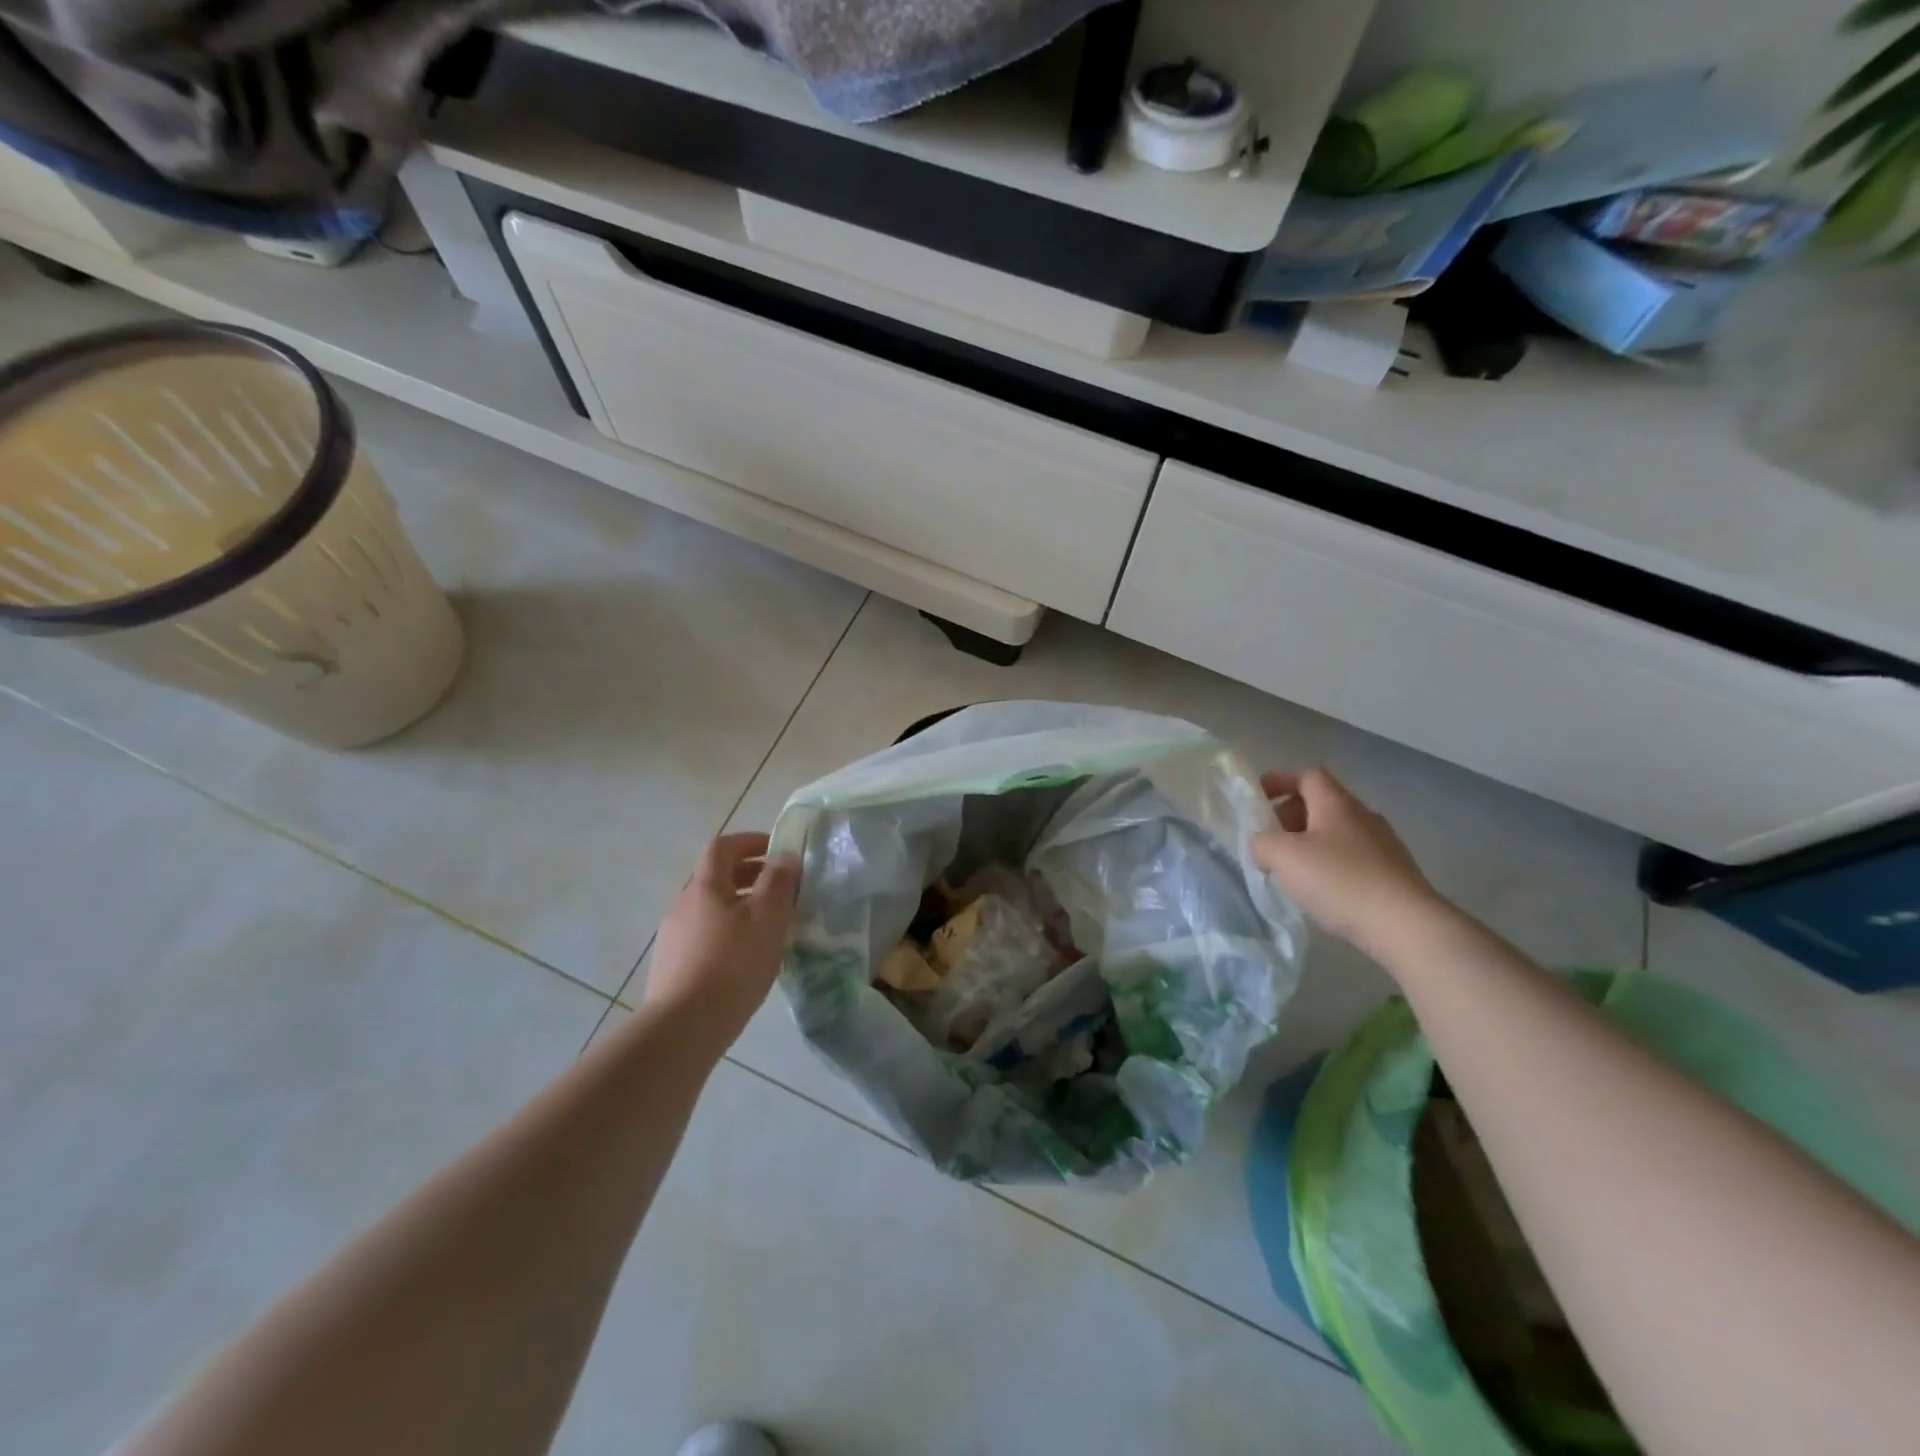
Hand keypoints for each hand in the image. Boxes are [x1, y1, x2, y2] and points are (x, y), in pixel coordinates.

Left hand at [645, 833, 798, 1041]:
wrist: (684, 1027)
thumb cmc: (733, 963)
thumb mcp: (768, 916)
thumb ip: (779, 882)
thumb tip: (784, 856)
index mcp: (705, 885)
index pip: (723, 846)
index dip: (750, 841)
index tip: (777, 850)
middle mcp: (683, 904)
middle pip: (715, 876)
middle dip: (748, 874)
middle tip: (779, 887)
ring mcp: (673, 936)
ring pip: (710, 907)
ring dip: (739, 905)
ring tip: (768, 925)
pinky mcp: (672, 966)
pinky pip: (704, 935)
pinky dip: (727, 932)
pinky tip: (746, 957)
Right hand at [1252, 768, 1443, 958]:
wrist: (1406, 927)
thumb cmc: (1340, 881)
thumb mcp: (1283, 857)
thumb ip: (1261, 842)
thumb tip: (1262, 843)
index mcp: (1336, 804)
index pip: (1308, 775)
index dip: (1280, 781)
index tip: (1257, 797)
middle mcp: (1363, 816)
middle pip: (1321, 803)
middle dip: (1290, 815)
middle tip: (1269, 838)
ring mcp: (1383, 845)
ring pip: (1336, 832)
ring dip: (1309, 842)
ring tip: (1291, 869)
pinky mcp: (1393, 873)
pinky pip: (1351, 856)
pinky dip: (1329, 863)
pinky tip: (1320, 889)